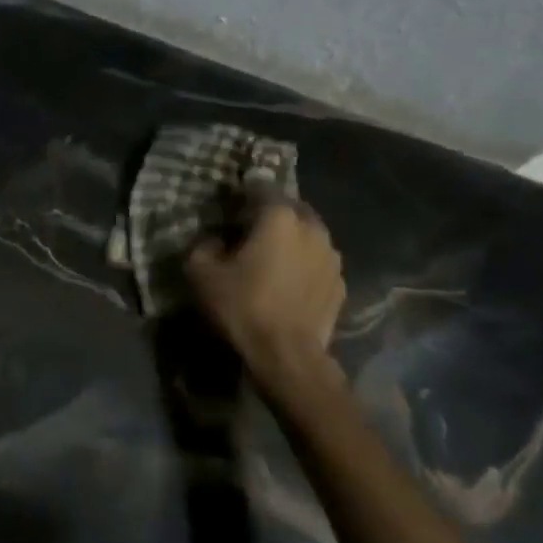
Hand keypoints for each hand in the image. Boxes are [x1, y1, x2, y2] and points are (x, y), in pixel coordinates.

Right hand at [187, 202, 345, 373]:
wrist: (287, 355)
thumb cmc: (243, 306)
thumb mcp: (202, 273)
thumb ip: (204, 246)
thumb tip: (216, 242)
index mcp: (279, 217)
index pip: (261, 187)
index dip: (243, 192)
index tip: (230, 204)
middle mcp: (312, 228)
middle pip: (290, 208)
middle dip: (271, 215)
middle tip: (250, 231)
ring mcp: (332, 257)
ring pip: (308, 235)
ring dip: (291, 240)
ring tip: (272, 259)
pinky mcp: (340, 284)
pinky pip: (317, 263)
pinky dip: (304, 266)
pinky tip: (289, 284)